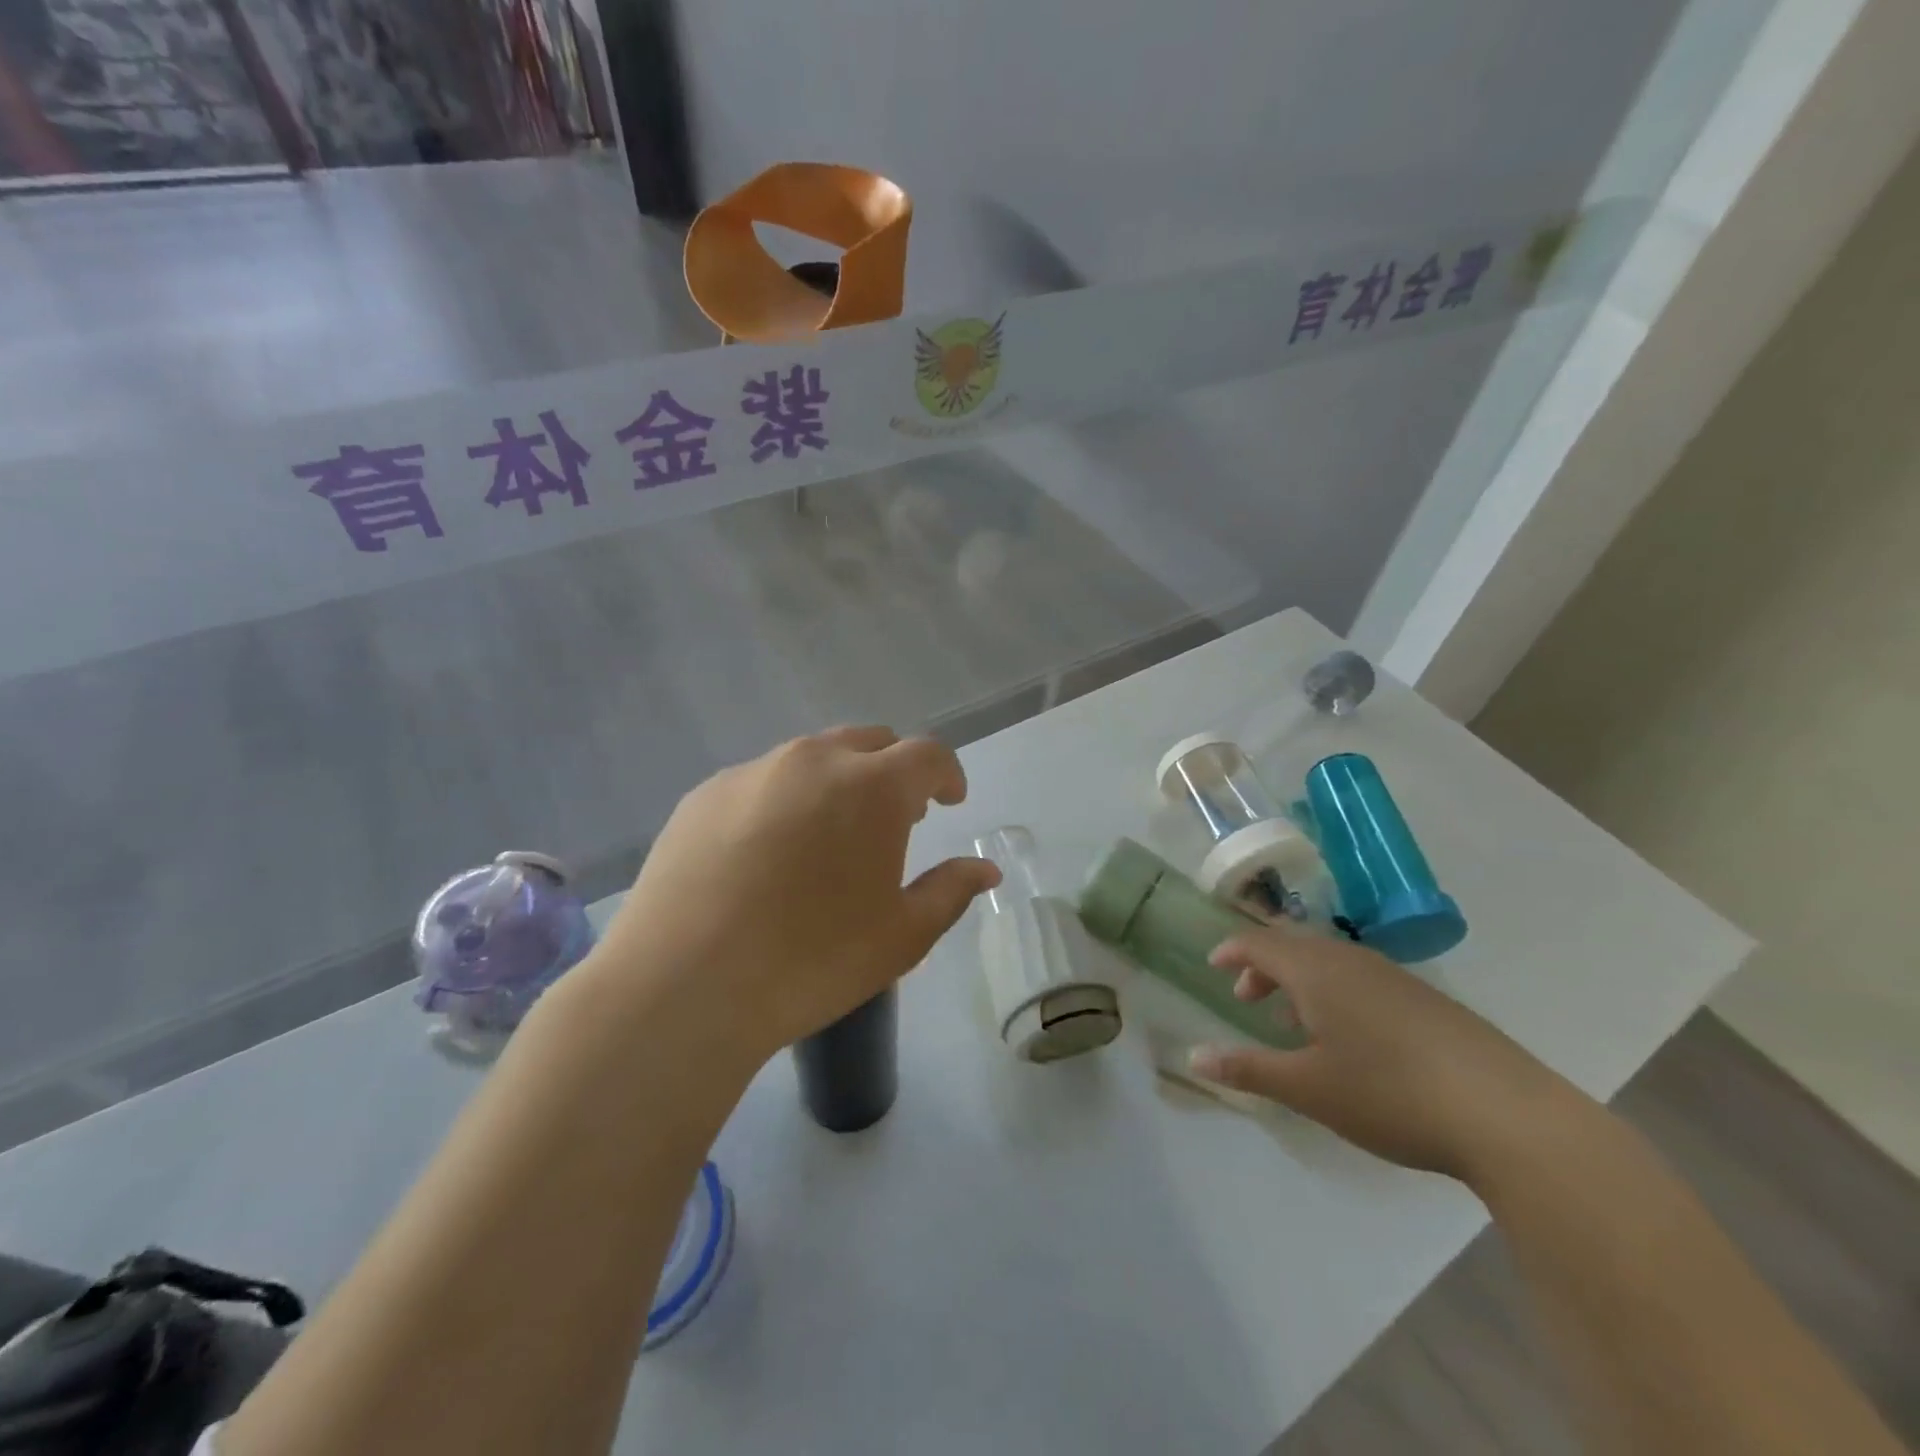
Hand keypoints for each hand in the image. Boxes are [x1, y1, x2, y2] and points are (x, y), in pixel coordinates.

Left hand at [592, 726, 1000, 1062]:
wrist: (683, 985)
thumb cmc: (811, 961)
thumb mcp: (902, 937)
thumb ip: (950, 892)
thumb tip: (985, 870)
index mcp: (871, 787)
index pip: (927, 755)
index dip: (947, 774)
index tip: (950, 800)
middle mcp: (813, 760)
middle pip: (870, 742)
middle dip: (893, 771)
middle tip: (896, 817)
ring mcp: (752, 772)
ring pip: (812, 757)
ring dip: (838, 782)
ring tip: (830, 835)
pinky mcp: (703, 794)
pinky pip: (761, 781)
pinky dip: (784, 799)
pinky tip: (768, 853)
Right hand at [1188, 928, 1589, 1184]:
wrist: (1508, 1115)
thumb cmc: (1390, 1094)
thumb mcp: (1308, 1088)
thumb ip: (1248, 1069)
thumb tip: (1194, 1057)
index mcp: (1317, 971)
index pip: (1261, 943)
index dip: (1233, 950)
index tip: (1214, 964)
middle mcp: (1353, 961)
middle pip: (1296, 947)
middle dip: (1265, 967)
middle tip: (1247, 999)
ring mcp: (1396, 978)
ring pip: (1332, 962)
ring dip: (1301, 982)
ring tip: (1294, 1023)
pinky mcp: (1429, 1001)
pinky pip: (1362, 979)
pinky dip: (1336, 993)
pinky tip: (1351, 1038)